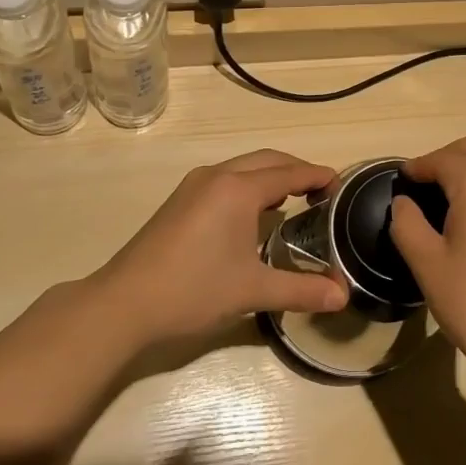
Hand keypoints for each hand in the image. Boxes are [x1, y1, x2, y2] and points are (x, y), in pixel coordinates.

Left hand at [93, 150, 349, 349]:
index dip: (319, 176)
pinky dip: (249, 184)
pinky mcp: (180, 199)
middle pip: (269, 160)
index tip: (341, 186)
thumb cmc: (193, 290)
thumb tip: (343, 296)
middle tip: (321, 192)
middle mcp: (218, 176)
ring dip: (272, 175)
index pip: (291, 173)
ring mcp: (195, 185)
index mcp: (239, 189)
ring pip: (244, 166)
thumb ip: (301, 289)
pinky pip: (226, 178)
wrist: (122, 304)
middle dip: (298, 170)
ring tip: (292, 200)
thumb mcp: (252, 291)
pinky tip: (252, 213)